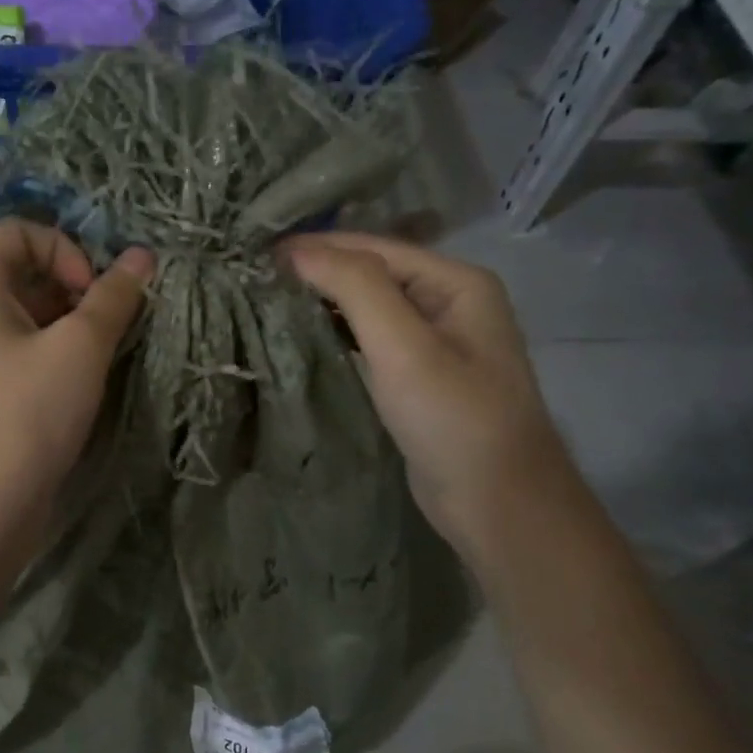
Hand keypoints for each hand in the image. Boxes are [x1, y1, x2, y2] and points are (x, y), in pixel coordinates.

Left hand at [0, 218, 153, 517]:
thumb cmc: (25, 414)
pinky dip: (63, 357)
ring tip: (109, 355)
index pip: (18, 231)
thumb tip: (143, 257)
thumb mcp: (78, 348)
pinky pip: (30, 354)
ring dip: (77, 326)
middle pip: (27, 273)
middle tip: (113, 324)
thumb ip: (113, 298)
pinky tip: (91, 383)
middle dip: (78, 289)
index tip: (93, 291)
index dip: (64, 247)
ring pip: (33, 318)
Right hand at [281, 231, 574, 545]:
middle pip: (372, 273)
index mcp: (457, 282)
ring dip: (323, 303)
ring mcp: (436, 342)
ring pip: (369, 308)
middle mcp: (449, 302)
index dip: (316, 248)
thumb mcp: (404, 346)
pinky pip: (371, 341)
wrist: (498, 504)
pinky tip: (303, 338)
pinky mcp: (419, 377)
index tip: (256, 256)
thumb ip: (355, 288)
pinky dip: (337, 334)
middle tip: (255, 279)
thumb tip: (296, 251)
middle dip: (317, 272)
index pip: (375, 248)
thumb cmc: (454, 420)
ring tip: (268, 302)